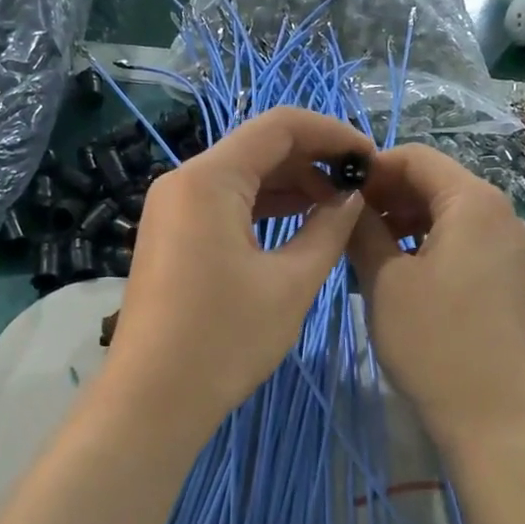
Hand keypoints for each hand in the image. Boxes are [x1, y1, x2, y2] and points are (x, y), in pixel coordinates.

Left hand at [102, 107, 371, 442]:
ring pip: (242, 176)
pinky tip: (299, 223)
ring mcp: (172, 208)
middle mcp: (184, 180)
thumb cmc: (225, 338)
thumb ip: (329, 228)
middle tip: (360, 187)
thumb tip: (351, 196)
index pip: (280, 125)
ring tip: (338, 208)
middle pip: (259, 147)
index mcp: (209, 178)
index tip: (371, 158)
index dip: (332, 133)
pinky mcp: (172, 235)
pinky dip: (263, 208)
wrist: (153, 398)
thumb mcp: (291, 282)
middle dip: (313, 160)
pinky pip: (224, 204)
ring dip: (291, 185)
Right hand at [349, 144, 524, 455]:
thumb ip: (363, 229)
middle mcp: (503, 214)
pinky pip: (467, 242)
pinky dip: (431, 244)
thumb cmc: (433, 343)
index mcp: (474, 203)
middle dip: (389, 195)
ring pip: (451, 214)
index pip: (418, 157)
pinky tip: (402, 272)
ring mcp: (513, 248)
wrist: (493, 417)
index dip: (373, 167)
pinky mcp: (513, 278)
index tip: (336, 192)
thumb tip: (349, 200)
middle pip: (438, 183)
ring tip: (368, 249)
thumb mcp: (384, 281)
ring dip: (407, 221)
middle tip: (347, 224)